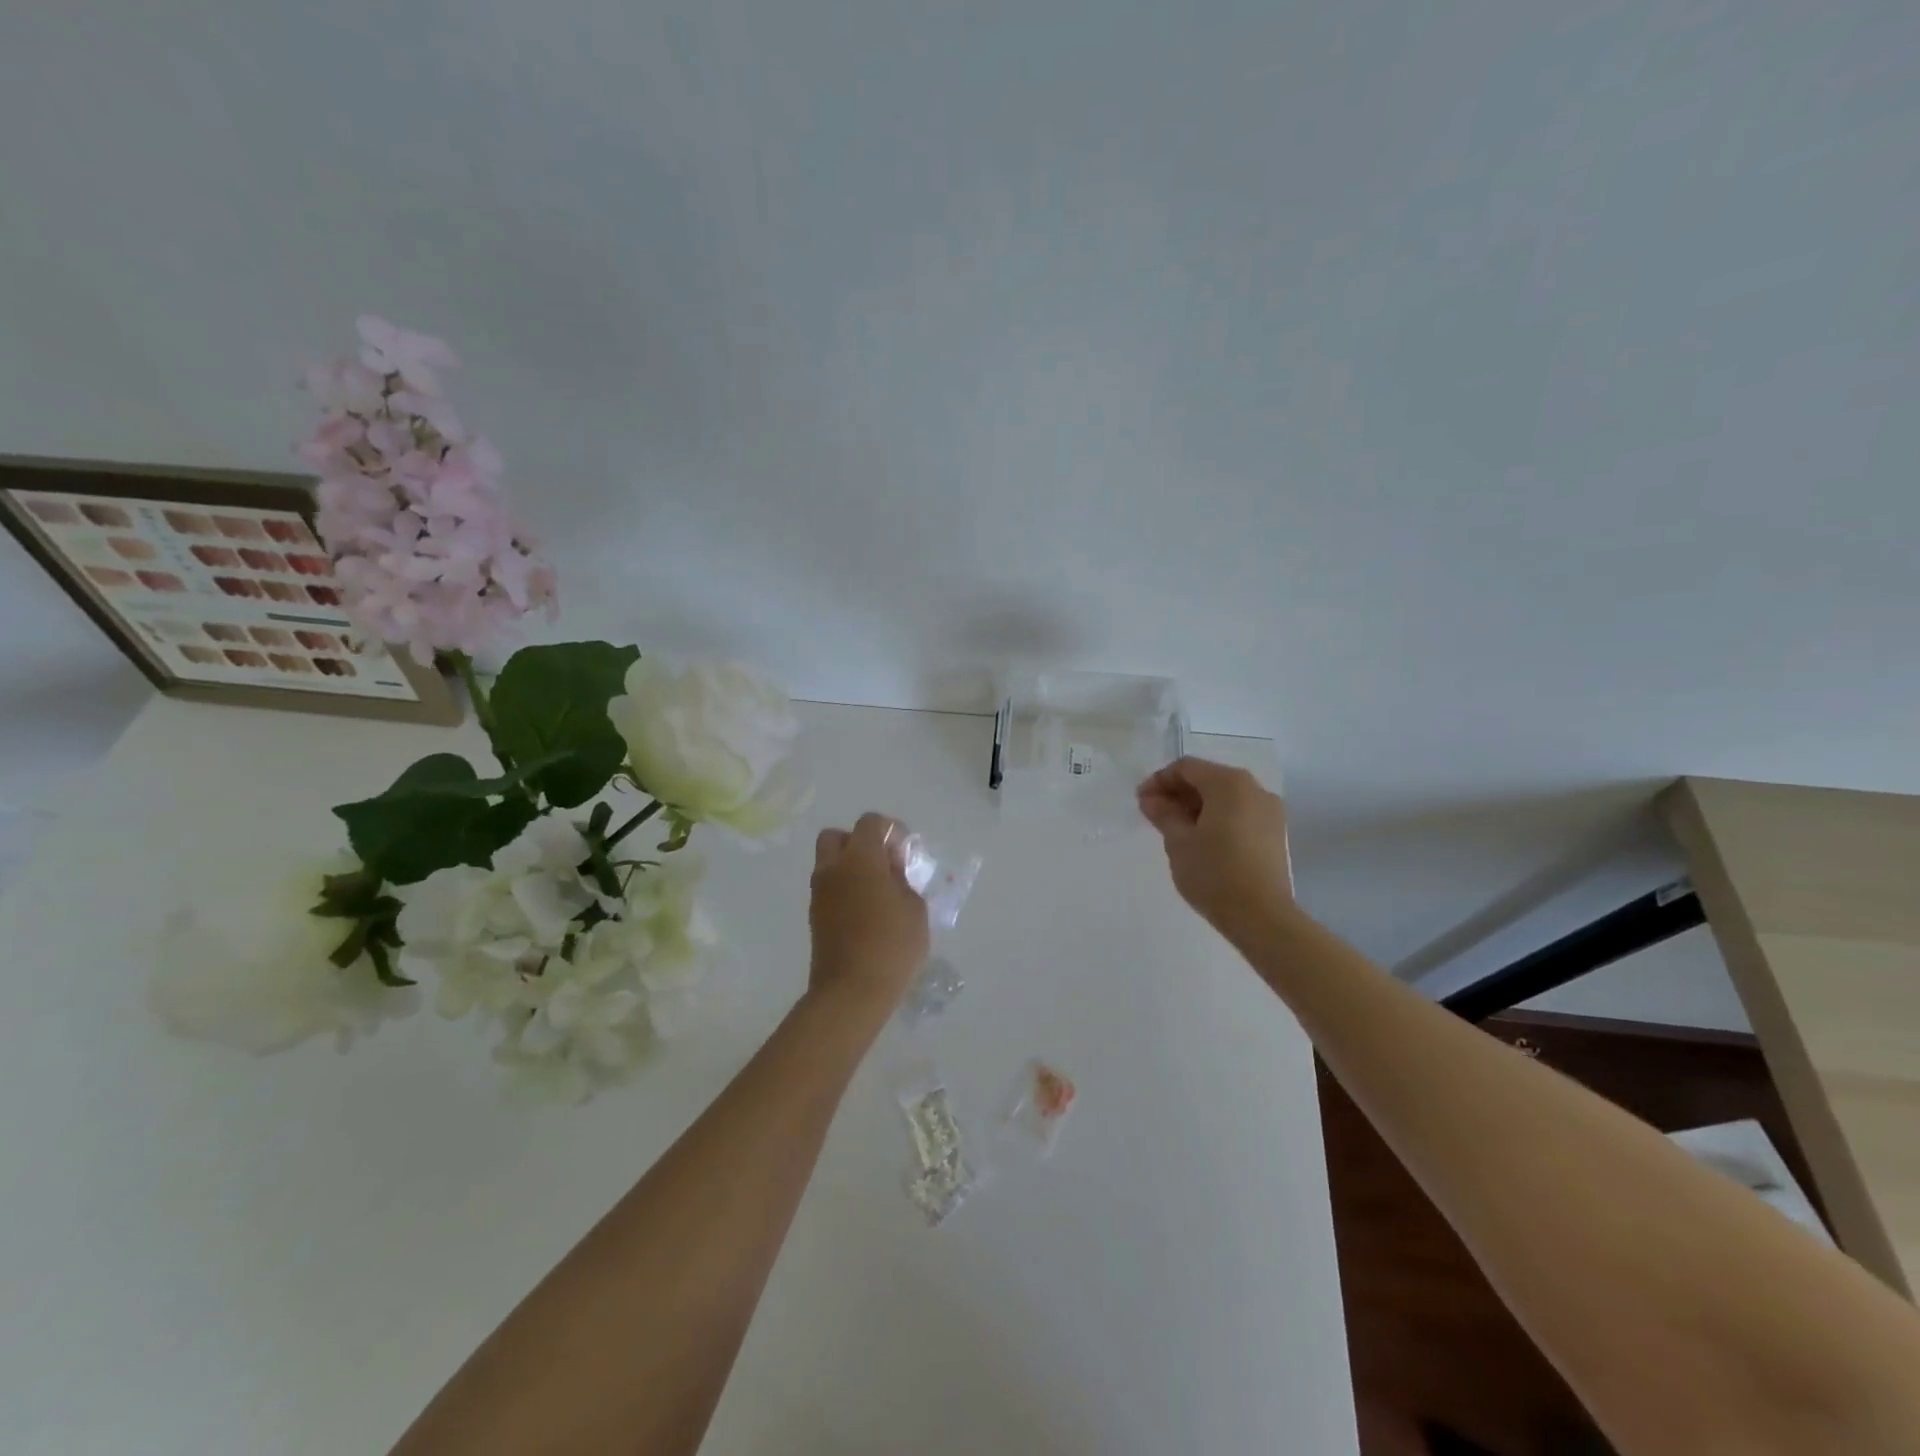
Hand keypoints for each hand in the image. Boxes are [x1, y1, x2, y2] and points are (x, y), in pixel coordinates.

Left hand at [807, 813, 929, 1023]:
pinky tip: (866, 912)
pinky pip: (829, 888)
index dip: (891, 830)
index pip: (870, 823)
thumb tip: (891, 871)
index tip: (905, 853)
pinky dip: (845, 889)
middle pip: (838, 836)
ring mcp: (819, 893)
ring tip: (878, 892)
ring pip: (830, 863)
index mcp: (859, 858)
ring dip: (851, 867)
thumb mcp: (914, 908)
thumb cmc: (892, 945)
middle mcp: (833, 868)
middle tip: (884, 866)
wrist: (852, 991)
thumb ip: (903, 880)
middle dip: (860, 843)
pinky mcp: (815, 915)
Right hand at [1137, 757, 1292, 942]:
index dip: (1159, 780)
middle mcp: (1254, 788)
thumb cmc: (1214, 873)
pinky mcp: (1275, 832)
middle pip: (1208, 778)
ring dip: (1197, 806)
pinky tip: (1200, 839)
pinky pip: (1239, 813)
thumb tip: (1151, 799)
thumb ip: (1163, 813)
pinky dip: (1217, 818)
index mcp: (1229, 783)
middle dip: (1178, 792)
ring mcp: (1269, 811)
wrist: (1261, 916)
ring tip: (1175, 828)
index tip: (1141, 801)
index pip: (1187, 767)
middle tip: (1154, 814)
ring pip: (1225, 797)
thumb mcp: (1178, 841)